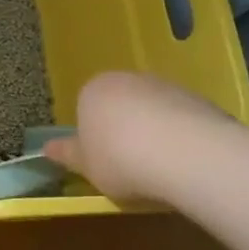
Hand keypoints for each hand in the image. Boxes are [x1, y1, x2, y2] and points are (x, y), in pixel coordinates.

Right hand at [41, 71, 231, 202]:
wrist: (186, 155)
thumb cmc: (119, 158)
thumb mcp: (85, 165)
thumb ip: (67, 154)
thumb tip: (46, 148)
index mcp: (93, 89)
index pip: (86, 107)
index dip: (92, 136)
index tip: (101, 160)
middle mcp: (129, 79)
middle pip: (121, 106)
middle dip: (124, 131)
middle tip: (128, 166)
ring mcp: (168, 87)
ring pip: (154, 112)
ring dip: (154, 134)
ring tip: (160, 170)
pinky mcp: (202, 100)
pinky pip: (183, 121)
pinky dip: (181, 138)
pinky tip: (185, 164)